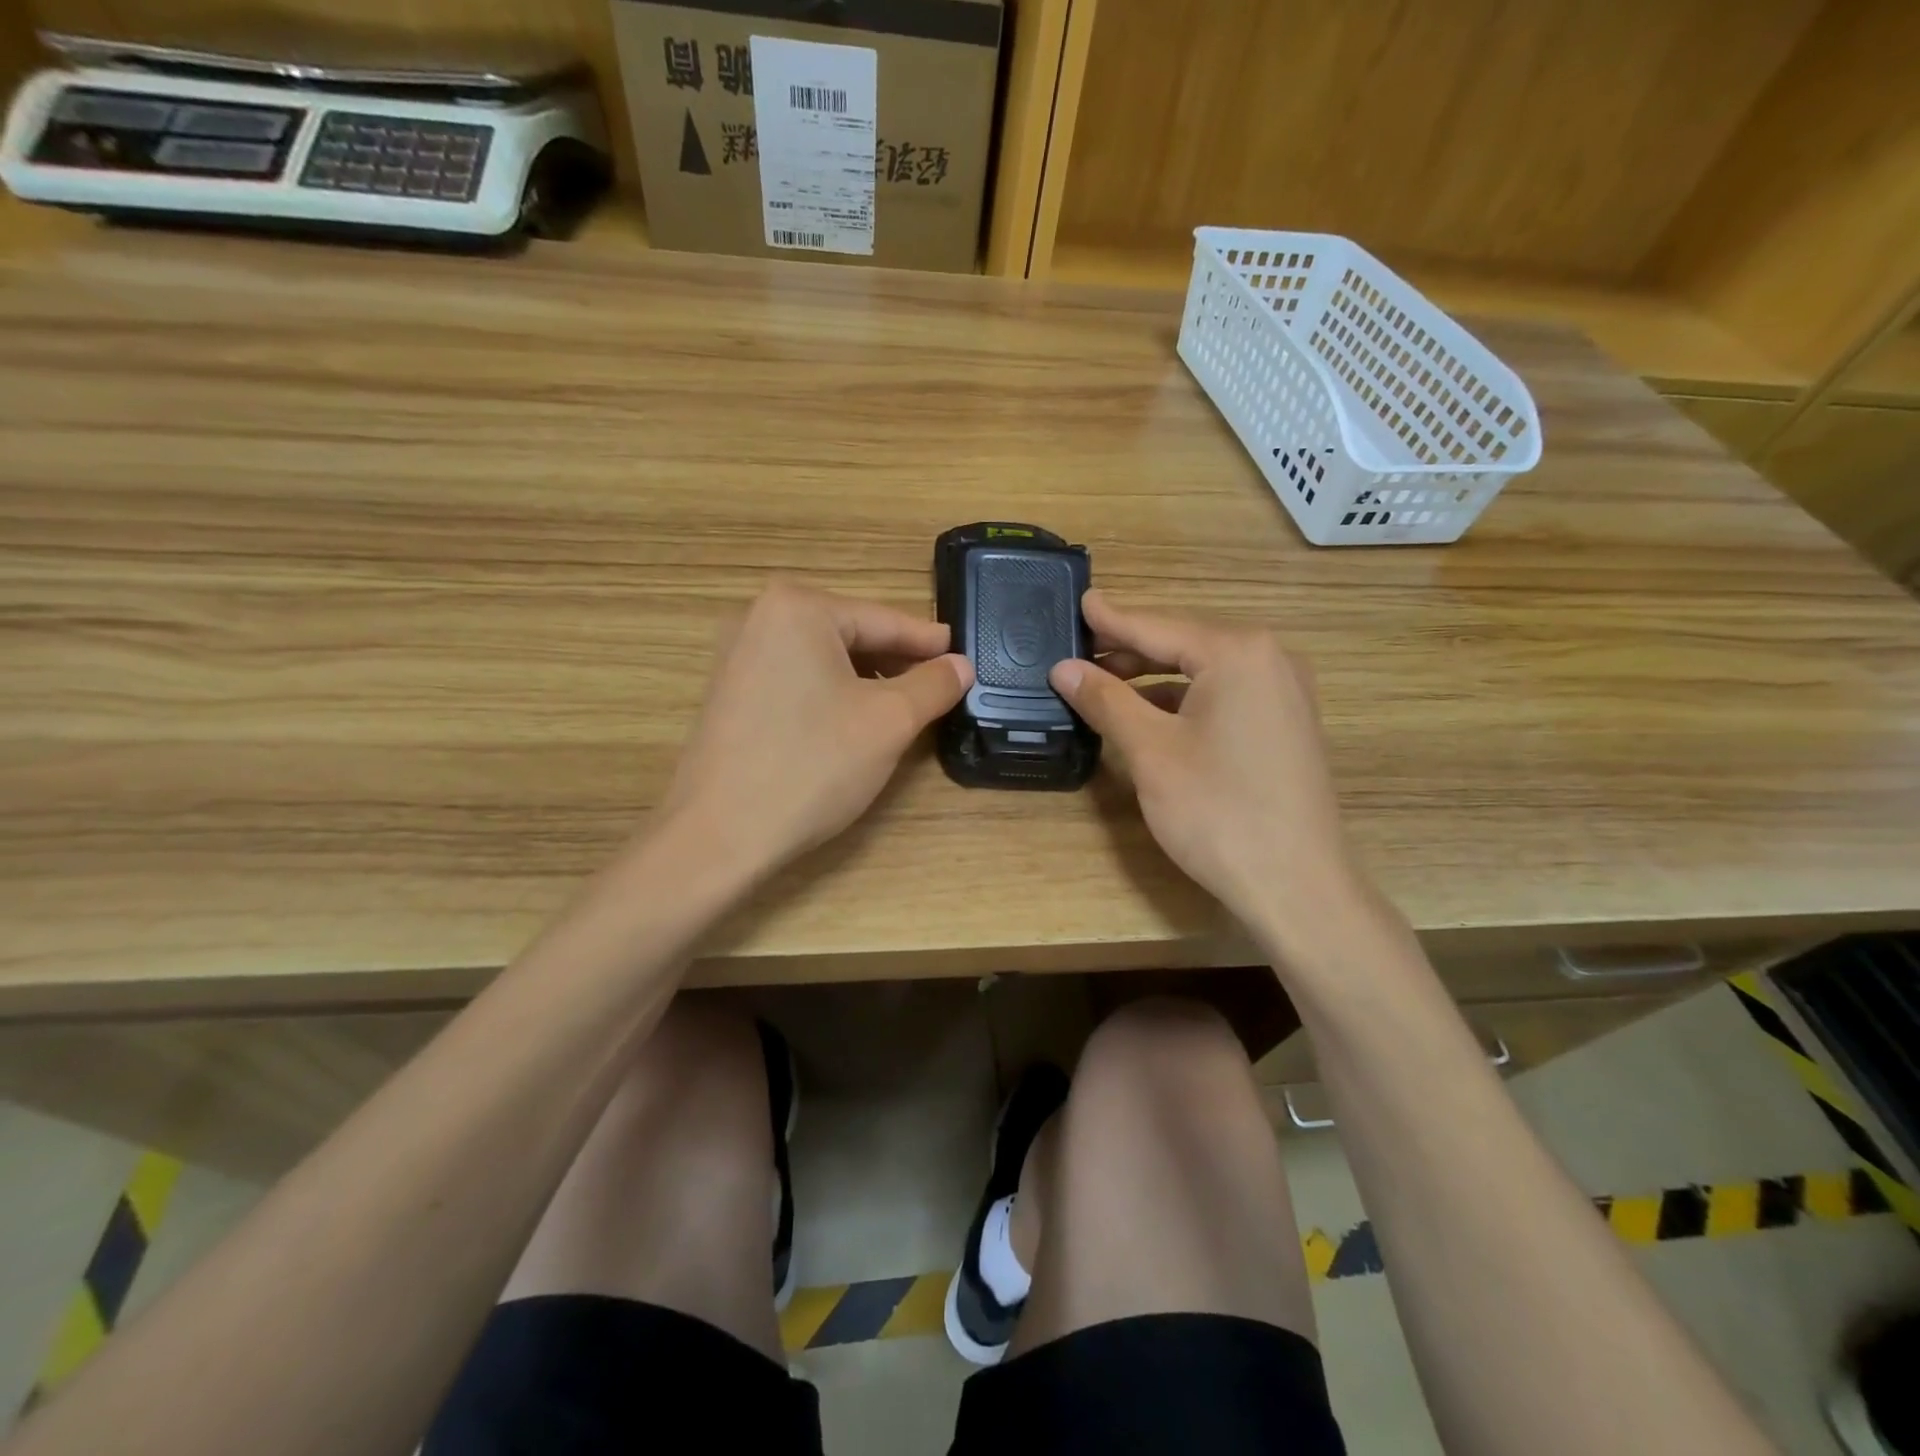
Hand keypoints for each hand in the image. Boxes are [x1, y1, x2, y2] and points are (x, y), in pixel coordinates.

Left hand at [663, 578, 972, 877]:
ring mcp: (737, 656)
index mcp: (797, 607)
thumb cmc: (813, 765)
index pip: (883, 620)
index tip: (963, 655)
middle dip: (897, 663)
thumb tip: (961, 665)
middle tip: (940, 688)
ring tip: (905, 709)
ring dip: (868, 682)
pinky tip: (855, 724)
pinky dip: (833, 695)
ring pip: (824, 661)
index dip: (929, 643)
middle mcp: (758, 617)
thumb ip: (933, 685)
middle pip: (851, 635)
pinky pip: (797, 681)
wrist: (720, 834)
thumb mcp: (890, 721)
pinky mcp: (729, 694)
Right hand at [1050, 590, 1369, 951]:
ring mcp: (1284, 691)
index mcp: (1238, 652)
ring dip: (1153, 676)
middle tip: (1079, 650)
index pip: (1158, 626)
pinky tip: (1150, 713)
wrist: (1296, 885)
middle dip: (1130, 649)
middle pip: (1183, 642)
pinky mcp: (1285, 723)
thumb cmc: (1218, 811)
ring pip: (1203, 670)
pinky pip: (1224, 693)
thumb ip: (1106, 700)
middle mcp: (1270, 658)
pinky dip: (1183, 698)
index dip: (1112, 619)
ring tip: (1104, 683)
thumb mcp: (1150, 751)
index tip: (1079, 600)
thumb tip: (1063, 668)